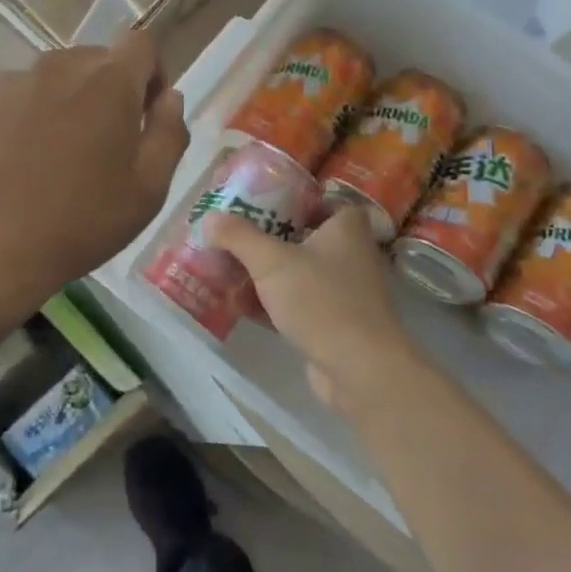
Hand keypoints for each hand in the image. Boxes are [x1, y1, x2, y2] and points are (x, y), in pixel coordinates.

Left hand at [0, 32, 188, 309]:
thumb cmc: (80, 223)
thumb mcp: (149, 190)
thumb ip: (169, 133)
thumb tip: (169, 97)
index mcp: (108, 81)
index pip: (140, 43)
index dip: (151, 73)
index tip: (146, 113)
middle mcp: (56, 67)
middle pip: (92, 61)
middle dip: (104, 92)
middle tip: (99, 146)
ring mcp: (5, 83)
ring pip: (46, 81)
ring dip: (57, 104)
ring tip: (46, 159)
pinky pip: (4, 101)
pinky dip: (13, 120)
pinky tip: (6, 163)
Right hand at [206, 205, 429, 411]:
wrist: (360, 369)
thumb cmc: (321, 300)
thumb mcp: (271, 261)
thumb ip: (239, 237)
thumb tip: (210, 217)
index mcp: (346, 229)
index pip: (327, 202)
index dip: (298, 202)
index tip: (265, 205)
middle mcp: (351, 256)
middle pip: (306, 238)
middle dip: (270, 240)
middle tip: (235, 238)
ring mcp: (344, 293)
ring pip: (299, 274)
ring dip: (267, 275)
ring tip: (229, 270)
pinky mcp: (334, 325)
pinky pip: (298, 305)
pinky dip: (273, 304)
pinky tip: (241, 307)